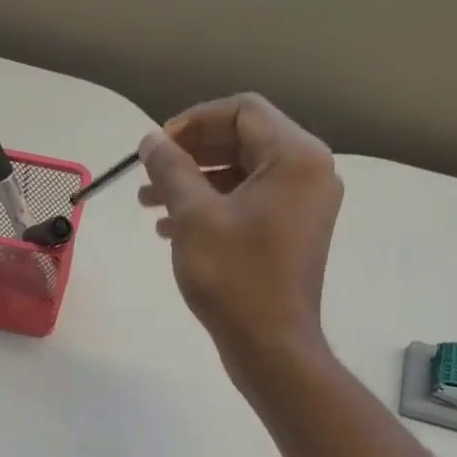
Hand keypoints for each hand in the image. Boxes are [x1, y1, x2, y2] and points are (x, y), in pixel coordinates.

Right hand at [137, 94, 341, 368]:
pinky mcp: (291, 232)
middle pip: (242, 140)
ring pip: (241, 174)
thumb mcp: (193, 216)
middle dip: (190, 154)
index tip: (155, 148)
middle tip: (148, 174)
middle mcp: (308, 172)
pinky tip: (170, 227)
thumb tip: (150, 140)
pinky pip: (248, 202)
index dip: (192, 122)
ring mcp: (302, 205)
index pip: (241, 111)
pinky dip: (211, 206)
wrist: (270, 345)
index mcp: (295, 156)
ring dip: (194, 182)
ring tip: (148, 203)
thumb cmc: (234, 276)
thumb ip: (170, 168)